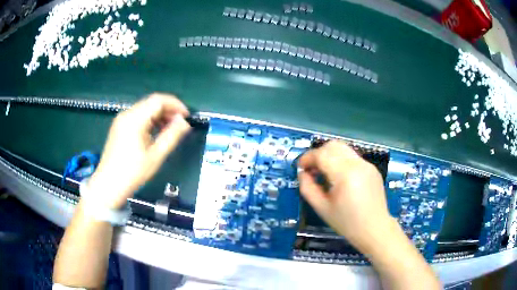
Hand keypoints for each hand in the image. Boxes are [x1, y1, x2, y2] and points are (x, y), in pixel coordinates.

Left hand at [87, 93, 190, 208]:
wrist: (109, 185)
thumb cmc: (132, 172)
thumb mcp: (155, 155)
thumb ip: (171, 136)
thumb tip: (184, 122)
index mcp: (135, 119)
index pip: (158, 100)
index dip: (175, 104)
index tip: (187, 116)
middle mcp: (127, 114)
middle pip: (151, 103)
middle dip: (168, 110)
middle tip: (181, 124)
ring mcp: (121, 120)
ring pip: (145, 109)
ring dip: (159, 115)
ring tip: (170, 130)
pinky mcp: (119, 127)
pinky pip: (138, 117)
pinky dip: (150, 121)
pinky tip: (155, 132)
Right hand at [298, 140, 392, 249]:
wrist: (375, 229)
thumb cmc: (347, 223)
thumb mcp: (322, 208)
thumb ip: (308, 188)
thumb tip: (302, 173)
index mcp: (345, 175)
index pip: (322, 154)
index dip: (307, 158)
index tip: (300, 167)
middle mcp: (358, 164)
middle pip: (333, 145)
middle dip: (318, 154)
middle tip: (312, 169)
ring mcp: (367, 164)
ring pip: (343, 149)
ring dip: (330, 155)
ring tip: (325, 173)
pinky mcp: (372, 168)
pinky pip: (352, 157)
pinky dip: (341, 161)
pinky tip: (340, 178)